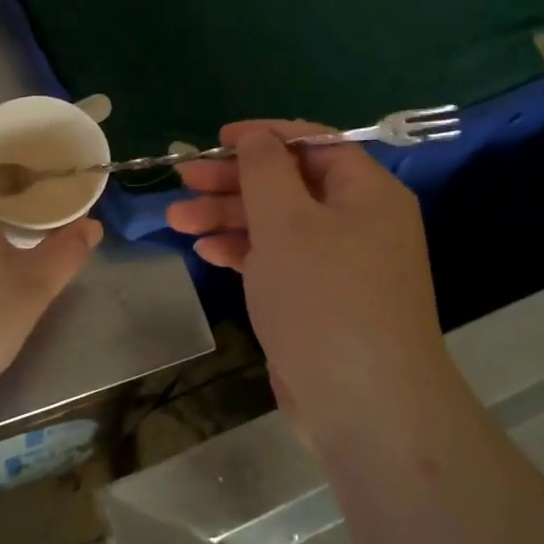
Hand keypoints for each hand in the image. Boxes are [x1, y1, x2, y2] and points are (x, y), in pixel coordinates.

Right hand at [167, 121, 446, 426]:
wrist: (365, 407)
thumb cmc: (324, 298)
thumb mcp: (287, 221)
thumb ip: (265, 169)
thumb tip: (257, 138)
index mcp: (366, 191)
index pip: (313, 143)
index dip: (264, 136)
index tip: (217, 139)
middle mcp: (360, 222)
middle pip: (290, 184)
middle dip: (234, 181)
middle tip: (184, 180)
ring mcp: (341, 265)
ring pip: (280, 224)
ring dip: (229, 217)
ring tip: (177, 219)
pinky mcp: (322, 301)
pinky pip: (281, 261)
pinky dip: (245, 252)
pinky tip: (206, 252)